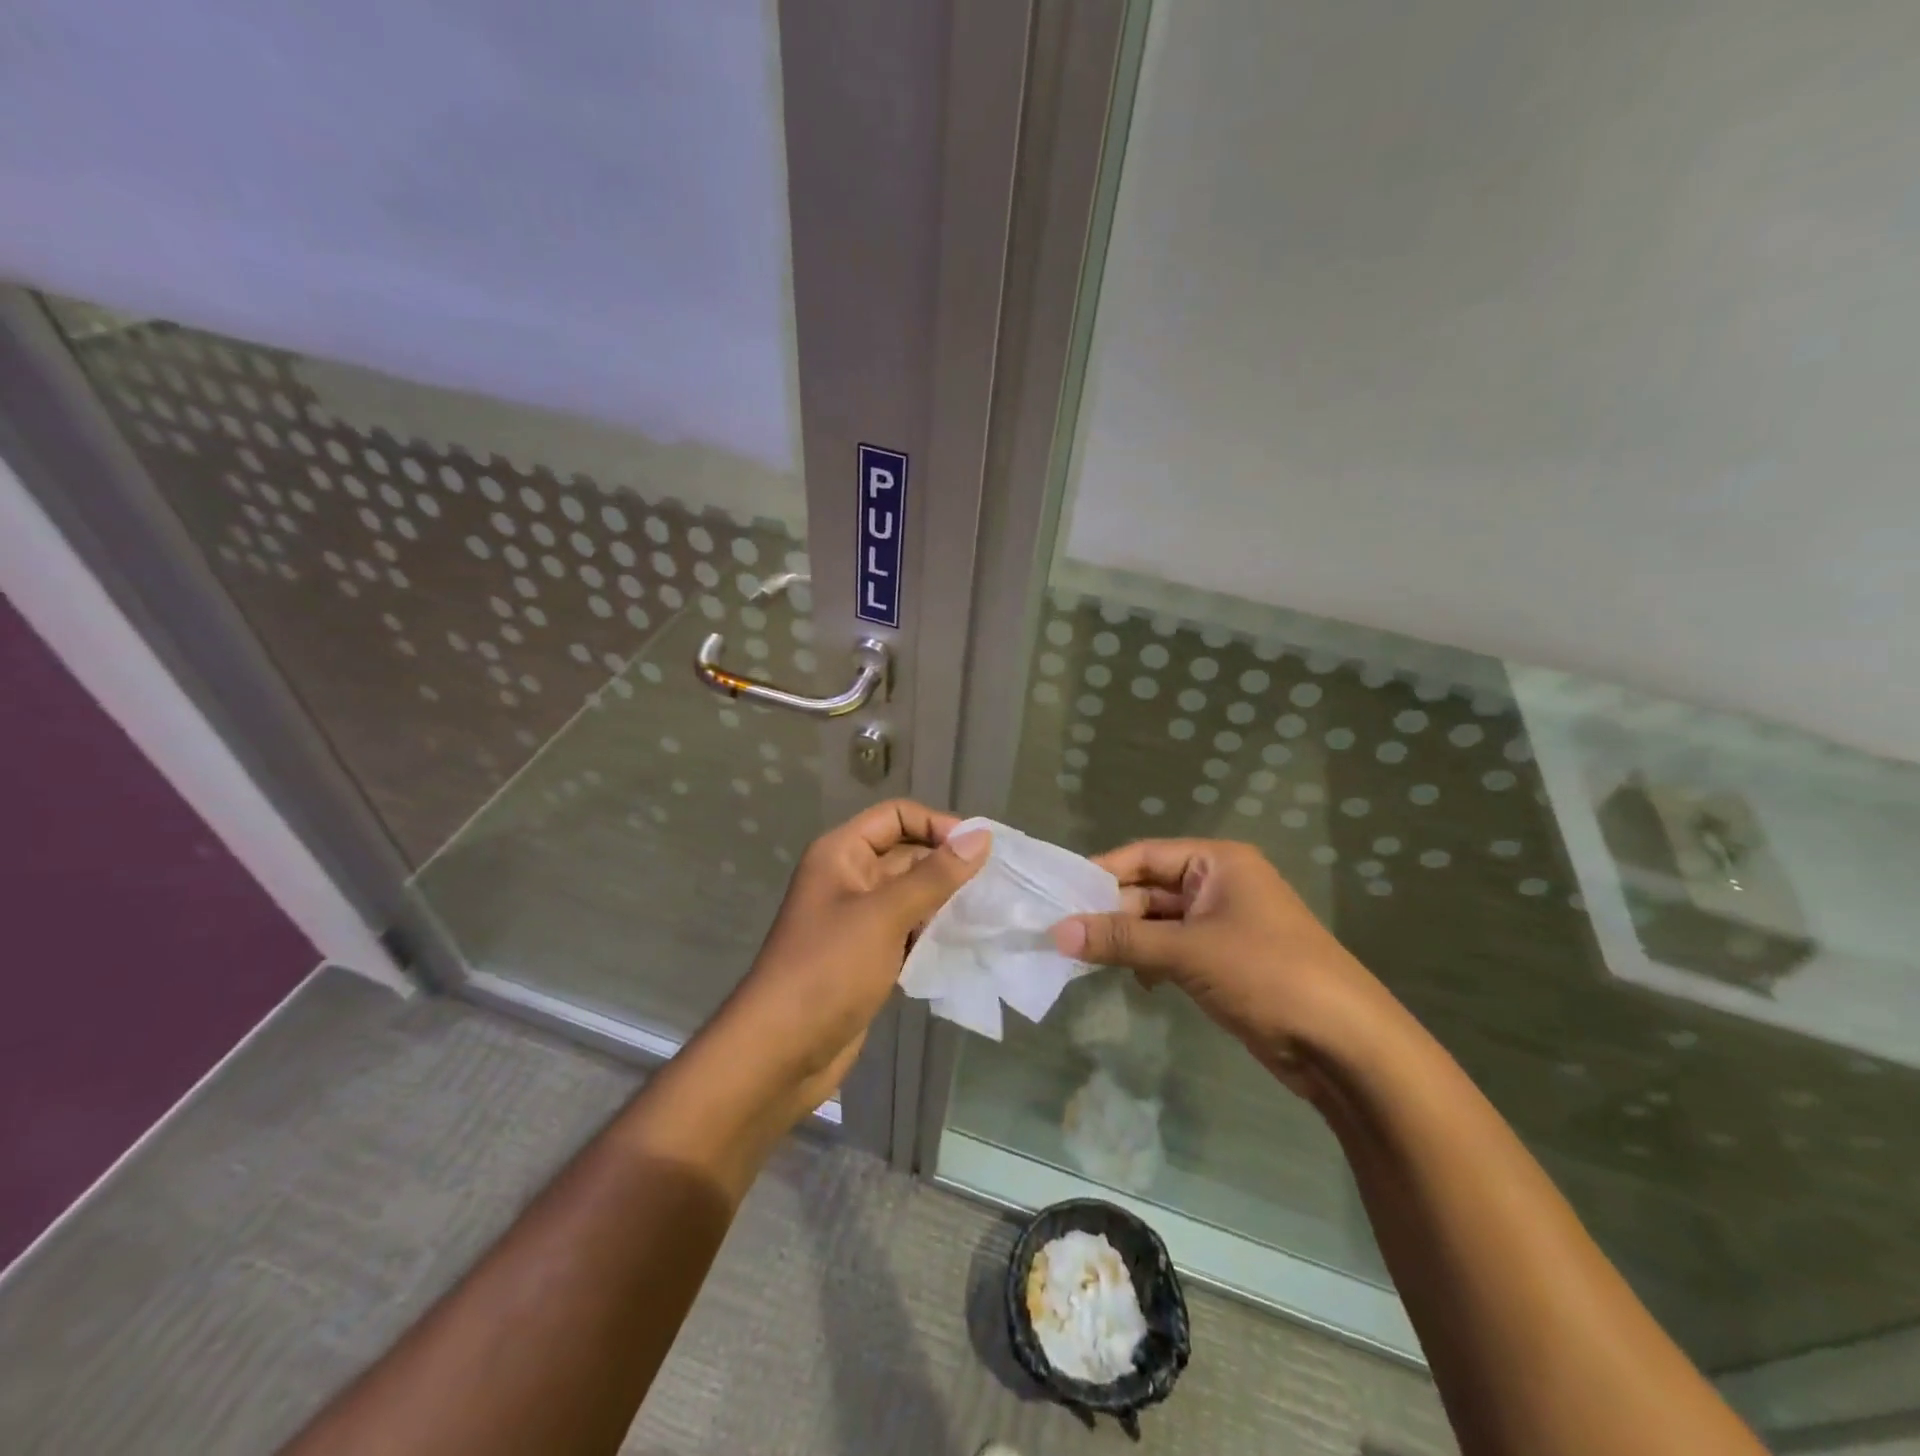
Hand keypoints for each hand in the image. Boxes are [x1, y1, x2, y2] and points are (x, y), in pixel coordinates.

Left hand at [721, 800, 989, 1114]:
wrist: (780, 1053)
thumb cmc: (828, 970)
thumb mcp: (884, 915)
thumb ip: (935, 875)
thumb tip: (981, 835)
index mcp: (841, 854)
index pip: (896, 817)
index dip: (936, 825)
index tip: (977, 851)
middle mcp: (848, 878)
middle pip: (906, 854)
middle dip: (947, 865)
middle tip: (995, 885)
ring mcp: (857, 920)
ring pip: (910, 895)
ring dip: (945, 900)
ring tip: (988, 912)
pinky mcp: (867, 956)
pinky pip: (907, 929)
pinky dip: (933, 932)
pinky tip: (965, 942)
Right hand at [1050, 839, 1396, 1100]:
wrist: (1345, 1044)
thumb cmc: (1267, 974)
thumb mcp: (1187, 951)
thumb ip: (1120, 940)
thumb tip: (1057, 933)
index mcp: (1217, 863)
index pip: (1143, 855)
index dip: (1100, 874)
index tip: (1057, 896)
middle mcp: (1219, 885)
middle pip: (1149, 889)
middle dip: (1110, 913)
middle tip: (1063, 935)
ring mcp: (1223, 925)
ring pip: (1158, 923)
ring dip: (1127, 940)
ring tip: (1084, 959)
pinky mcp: (1225, 962)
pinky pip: (1173, 950)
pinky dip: (1149, 961)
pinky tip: (1132, 980)